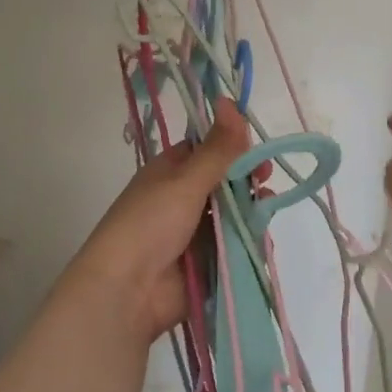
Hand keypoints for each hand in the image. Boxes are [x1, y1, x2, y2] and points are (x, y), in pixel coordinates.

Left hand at [66, 100, 251, 343]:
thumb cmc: (150, 224)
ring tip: (264, 212)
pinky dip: (249, 242)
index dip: (233, 147)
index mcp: (171, 172)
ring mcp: (195, 233)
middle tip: (265, 182)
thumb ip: (217, 148)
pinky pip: (235, 246)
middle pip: (225, 183)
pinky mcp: (207, 263)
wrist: (126, 292)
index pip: (208, 150)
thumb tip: (230, 99)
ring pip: (233, 215)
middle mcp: (182, 199)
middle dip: (247, 182)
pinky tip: (261, 240)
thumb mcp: (185, 181)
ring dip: (251, 212)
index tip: (258, 150)